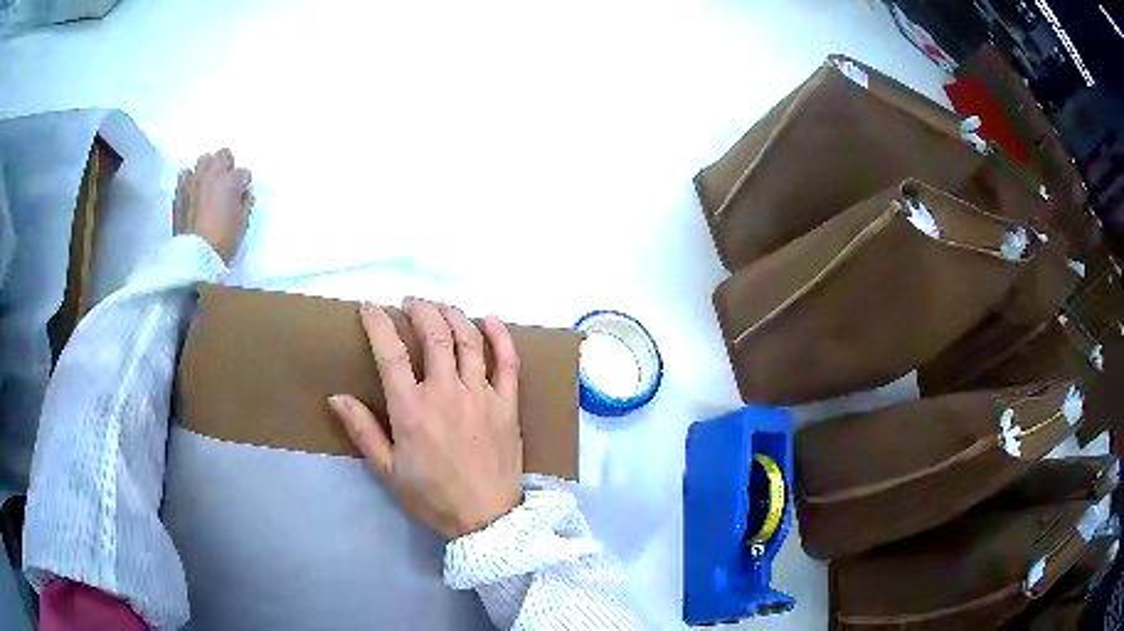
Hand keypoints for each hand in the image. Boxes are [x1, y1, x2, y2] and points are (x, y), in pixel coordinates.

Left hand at [174, 148, 252, 262]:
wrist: (196, 256)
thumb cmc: (223, 240)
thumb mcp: (242, 222)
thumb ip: (245, 202)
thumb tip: (244, 194)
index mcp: (231, 181)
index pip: (244, 173)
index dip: (244, 185)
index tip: (241, 195)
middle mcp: (213, 174)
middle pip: (223, 154)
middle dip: (227, 166)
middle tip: (226, 182)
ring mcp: (195, 180)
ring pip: (204, 158)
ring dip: (208, 168)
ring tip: (209, 182)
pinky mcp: (181, 189)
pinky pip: (186, 174)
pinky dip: (190, 179)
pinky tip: (193, 190)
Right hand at [328, 298, 523, 538]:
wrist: (487, 520)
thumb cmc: (433, 497)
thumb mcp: (388, 470)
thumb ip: (363, 431)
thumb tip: (337, 396)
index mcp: (412, 409)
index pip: (390, 352)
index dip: (377, 323)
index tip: (369, 307)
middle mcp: (447, 393)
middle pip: (434, 335)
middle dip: (420, 310)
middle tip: (409, 303)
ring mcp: (482, 396)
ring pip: (469, 341)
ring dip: (453, 315)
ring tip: (439, 306)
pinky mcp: (508, 405)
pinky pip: (508, 362)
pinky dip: (500, 336)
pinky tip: (491, 318)